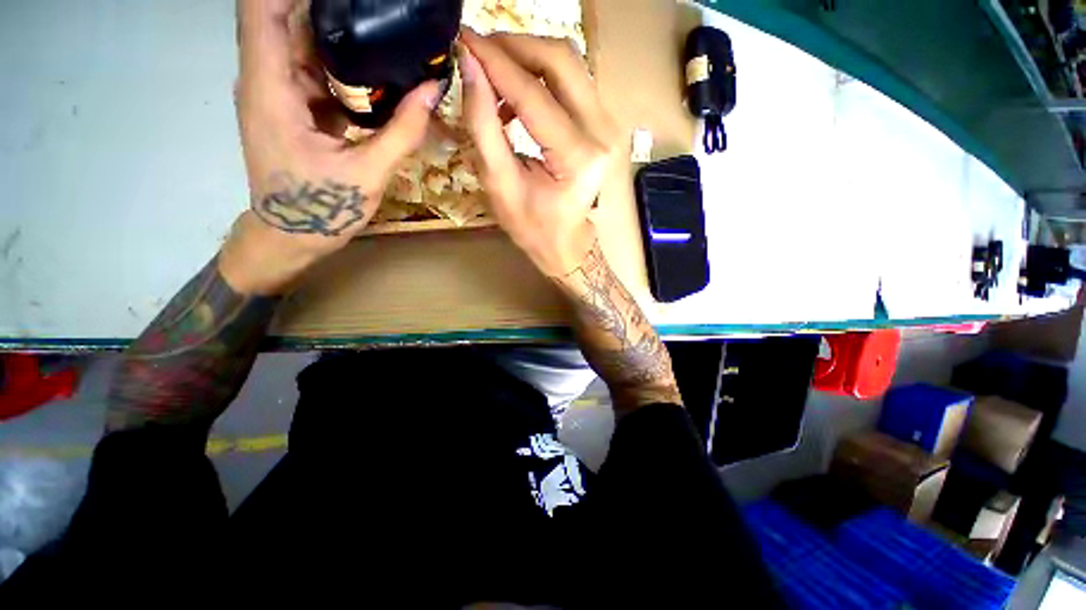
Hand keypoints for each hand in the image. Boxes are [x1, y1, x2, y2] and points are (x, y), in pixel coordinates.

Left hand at [222, 0, 441, 294]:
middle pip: (286, 19)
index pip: (263, 8)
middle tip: (381, 14)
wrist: (292, 237)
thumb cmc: (322, 209)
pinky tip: (372, 72)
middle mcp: (263, 79)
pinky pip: (310, 71)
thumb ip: (403, 131)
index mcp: (270, 87)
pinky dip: (339, 65)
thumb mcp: (369, 171)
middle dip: (329, 9)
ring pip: (300, 43)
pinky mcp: (288, 106)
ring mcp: (275, 92)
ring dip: (338, 36)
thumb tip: (432, 90)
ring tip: (383, 34)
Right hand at [460, 31, 621, 277]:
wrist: (569, 245)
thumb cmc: (534, 229)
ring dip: (528, 60)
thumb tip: (468, 67)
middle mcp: (602, 134)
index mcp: (578, 157)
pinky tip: (517, 98)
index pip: (533, 93)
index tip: (463, 40)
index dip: (495, 62)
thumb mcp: (501, 185)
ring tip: (493, 78)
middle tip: (479, 50)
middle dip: (515, 46)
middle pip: (561, 60)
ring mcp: (608, 127)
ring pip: (569, 66)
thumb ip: (483, 126)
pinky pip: (573, 83)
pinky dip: (542, 78)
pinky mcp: (604, 125)